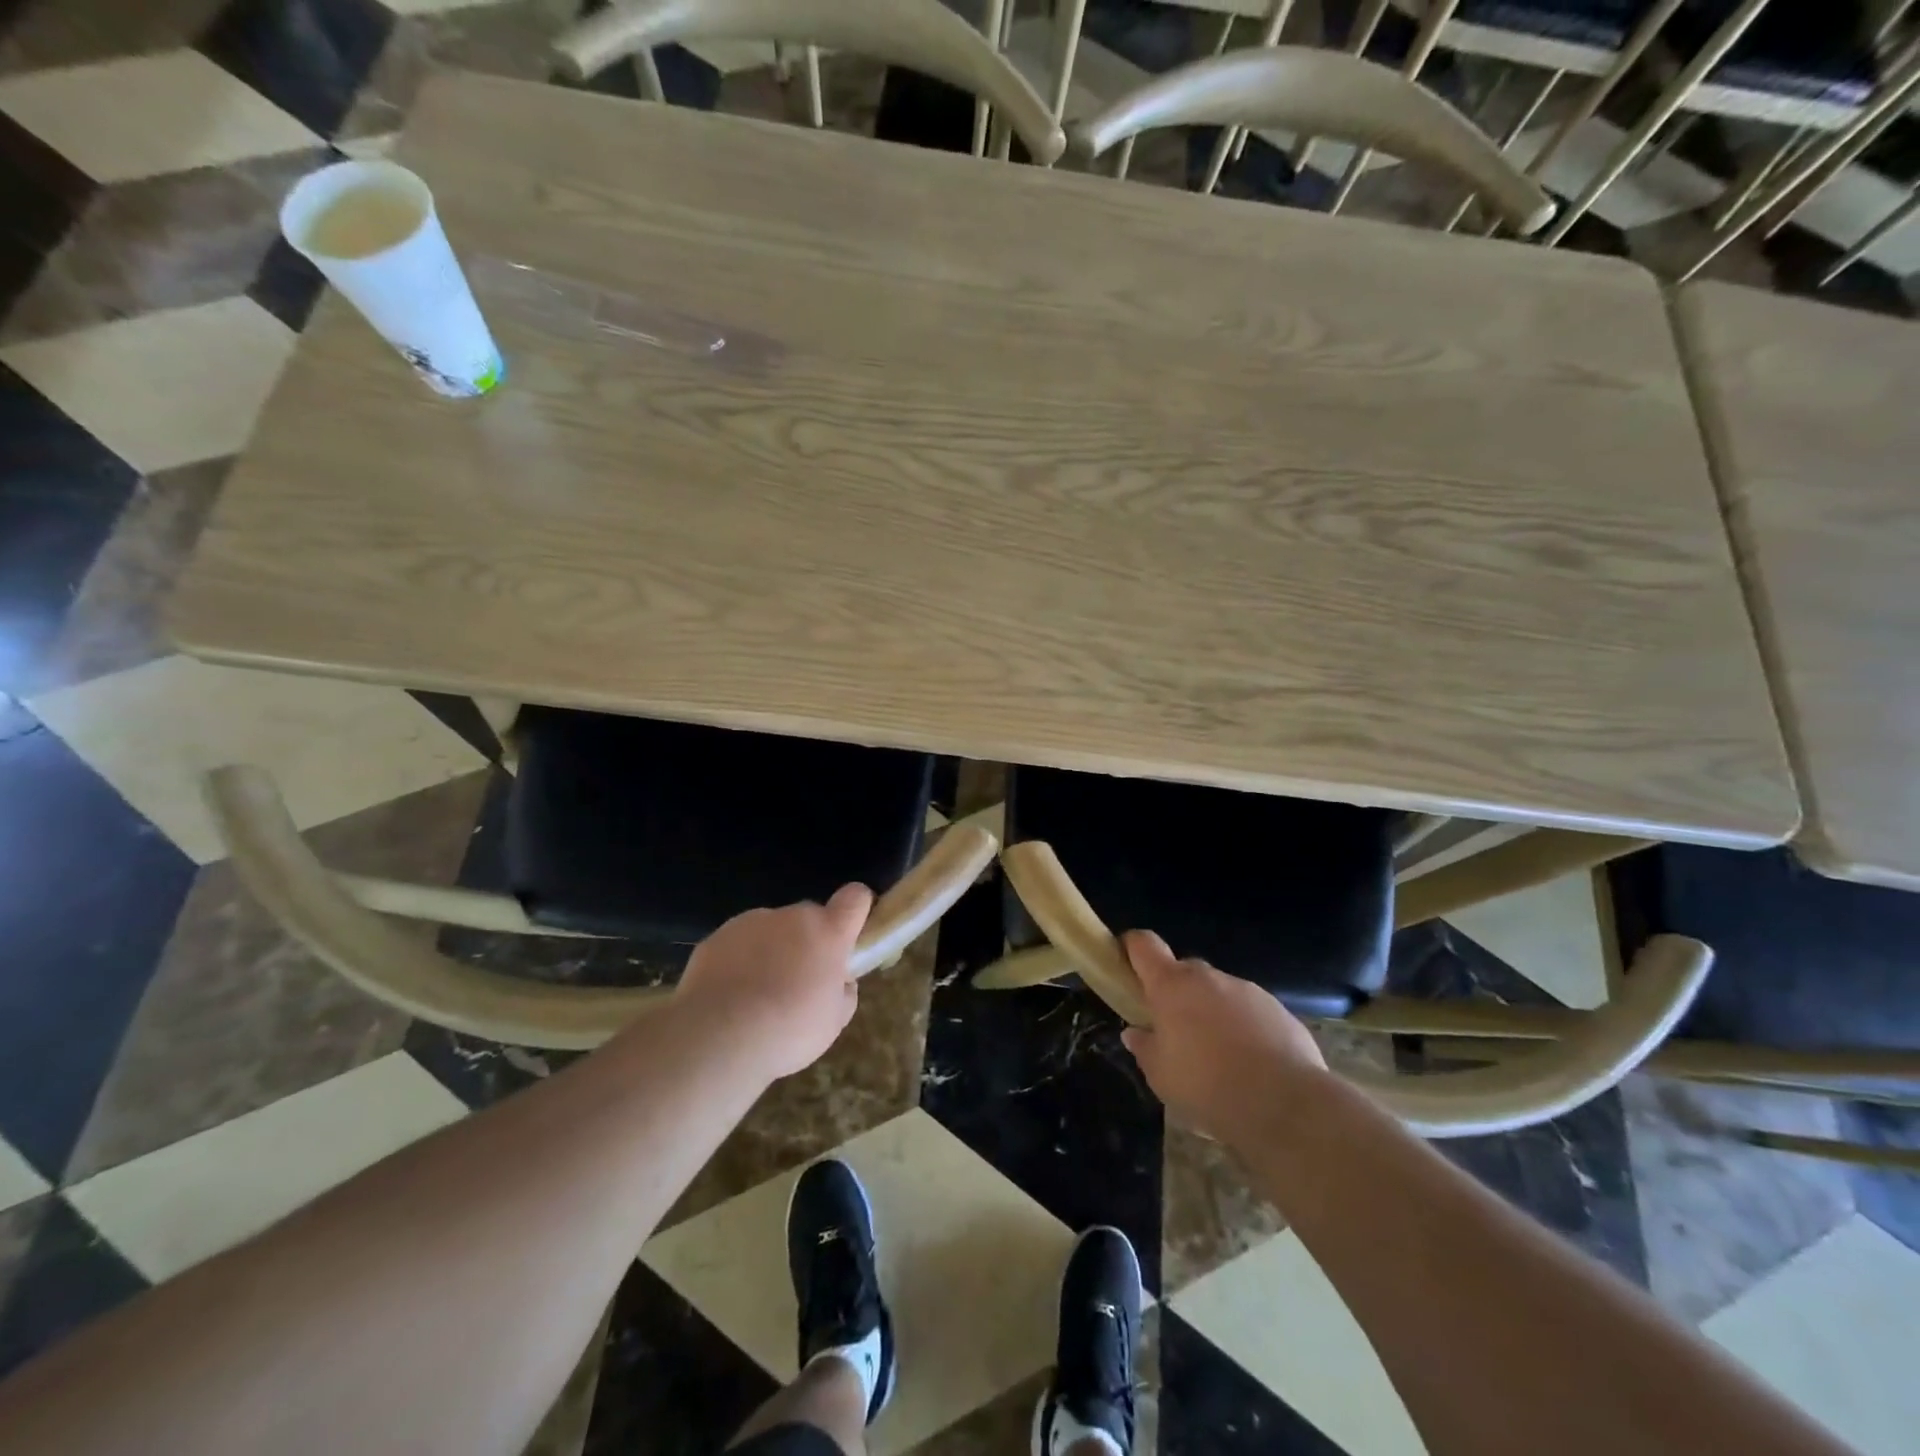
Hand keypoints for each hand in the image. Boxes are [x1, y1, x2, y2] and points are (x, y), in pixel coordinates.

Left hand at [675, 884, 872, 1079]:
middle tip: (799, 980)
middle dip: (809, 940)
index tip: (850, 934)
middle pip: (810, 916)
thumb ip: (844, 990)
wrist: (719, 1037)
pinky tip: (730, 994)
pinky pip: (739, 942)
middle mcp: (792, 917)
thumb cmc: (789, 1029)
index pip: (855, 897)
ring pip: (772, 929)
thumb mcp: (834, 1021)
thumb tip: (840, 979)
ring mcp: (752, 922)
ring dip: (773, 949)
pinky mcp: (718, 935)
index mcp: (828, 932)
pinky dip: (740, 959)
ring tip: (758, 994)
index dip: (857, 909)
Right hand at [1119, 930, 1327, 1141]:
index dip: (1132, 948)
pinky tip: (1251, 1065)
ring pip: (1219, 992)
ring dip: (1212, 1012)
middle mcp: (1209, 978)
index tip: (1127, 966)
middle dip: (1176, 993)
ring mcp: (1247, 990)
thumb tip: (1136, 1033)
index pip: (1144, 944)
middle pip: (1183, 971)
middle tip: (1175, 1030)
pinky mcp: (1279, 1010)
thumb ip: (1145, 1048)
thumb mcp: (1161, 1076)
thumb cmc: (1207, 1086)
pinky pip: (1251, 1012)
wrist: (1286, 1106)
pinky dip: (1244, 1028)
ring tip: (1219, 1057)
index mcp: (1172, 986)